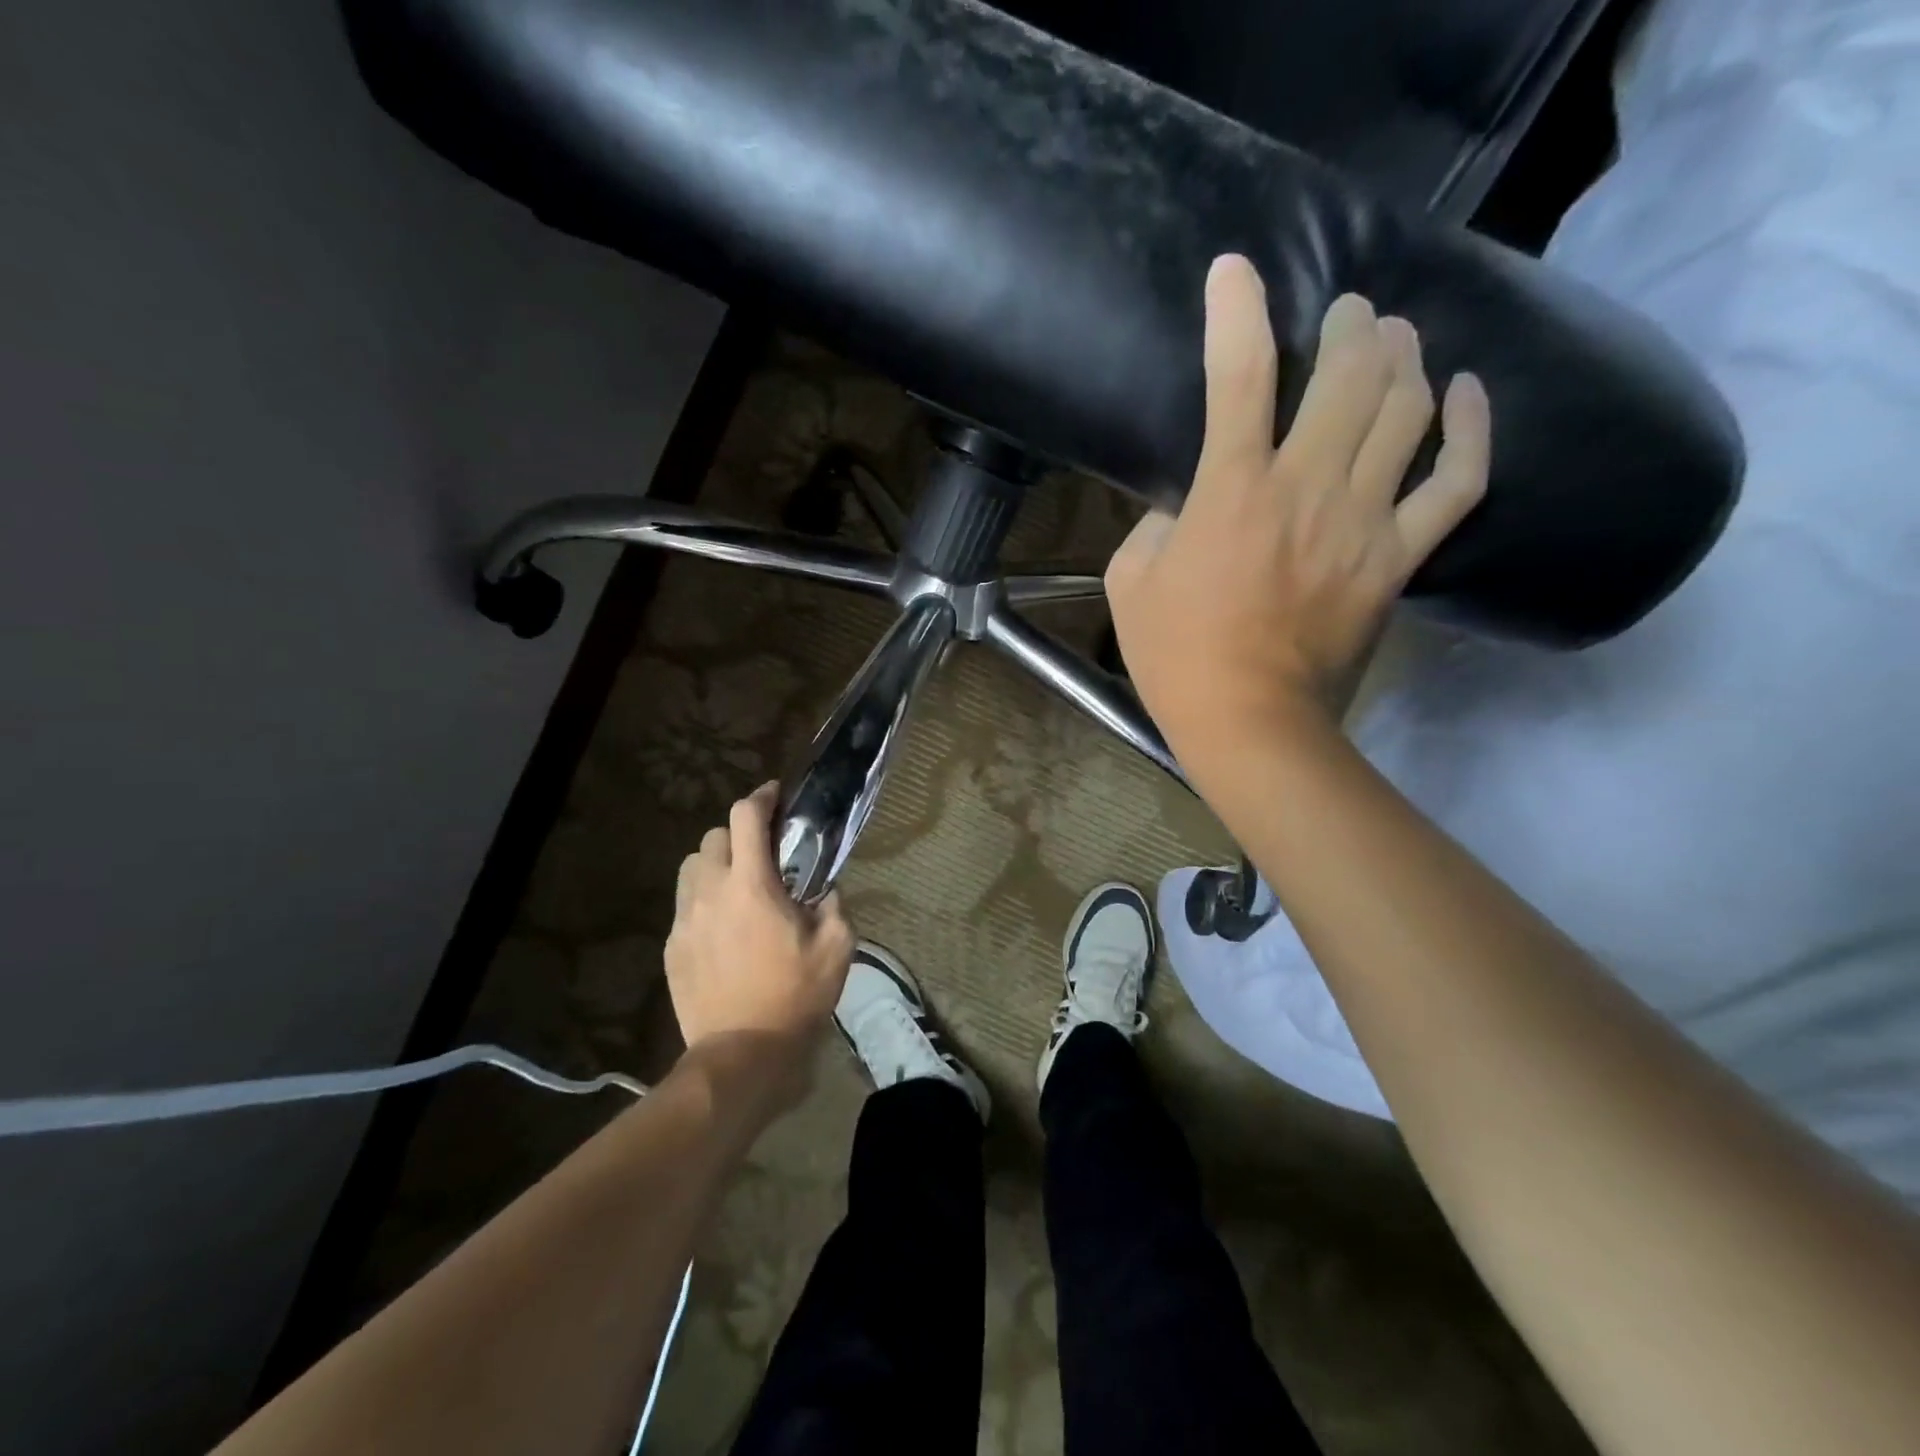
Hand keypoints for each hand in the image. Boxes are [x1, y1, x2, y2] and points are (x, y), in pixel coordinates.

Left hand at [665, 784, 853, 1107]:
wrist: (741, 1054)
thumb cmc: (794, 996)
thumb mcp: (837, 947)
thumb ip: (833, 904)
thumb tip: (824, 887)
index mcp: (751, 884)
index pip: (745, 817)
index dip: (761, 798)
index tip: (776, 796)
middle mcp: (710, 892)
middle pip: (713, 836)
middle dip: (739, 834)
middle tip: (763, 852)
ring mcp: (684, 920)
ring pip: (692, 867)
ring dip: (715, 863)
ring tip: (738, 884)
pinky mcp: (672, 947)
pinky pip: (684, 904)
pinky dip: (704, 898)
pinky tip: (724, 924)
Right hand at [1105, 256, 1490, 781]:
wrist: (1249, 722)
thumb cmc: (1176, 657)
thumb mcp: (1129, 584)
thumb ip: (1152, 525)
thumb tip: (1182, 502)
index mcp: (1232, 490)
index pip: (1238, 376)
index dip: (1236, 310)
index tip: (1235, 270)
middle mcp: (1308, 487)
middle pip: (1349, 373)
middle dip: (1349, 324)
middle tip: (1346, 311)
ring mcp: (1364, 520)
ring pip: (1406, 409)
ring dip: (1403, 357)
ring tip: (1395, 336)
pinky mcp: (1398, 557)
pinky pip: (1458, 482)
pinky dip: (1472, 429)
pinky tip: (1466, 390)